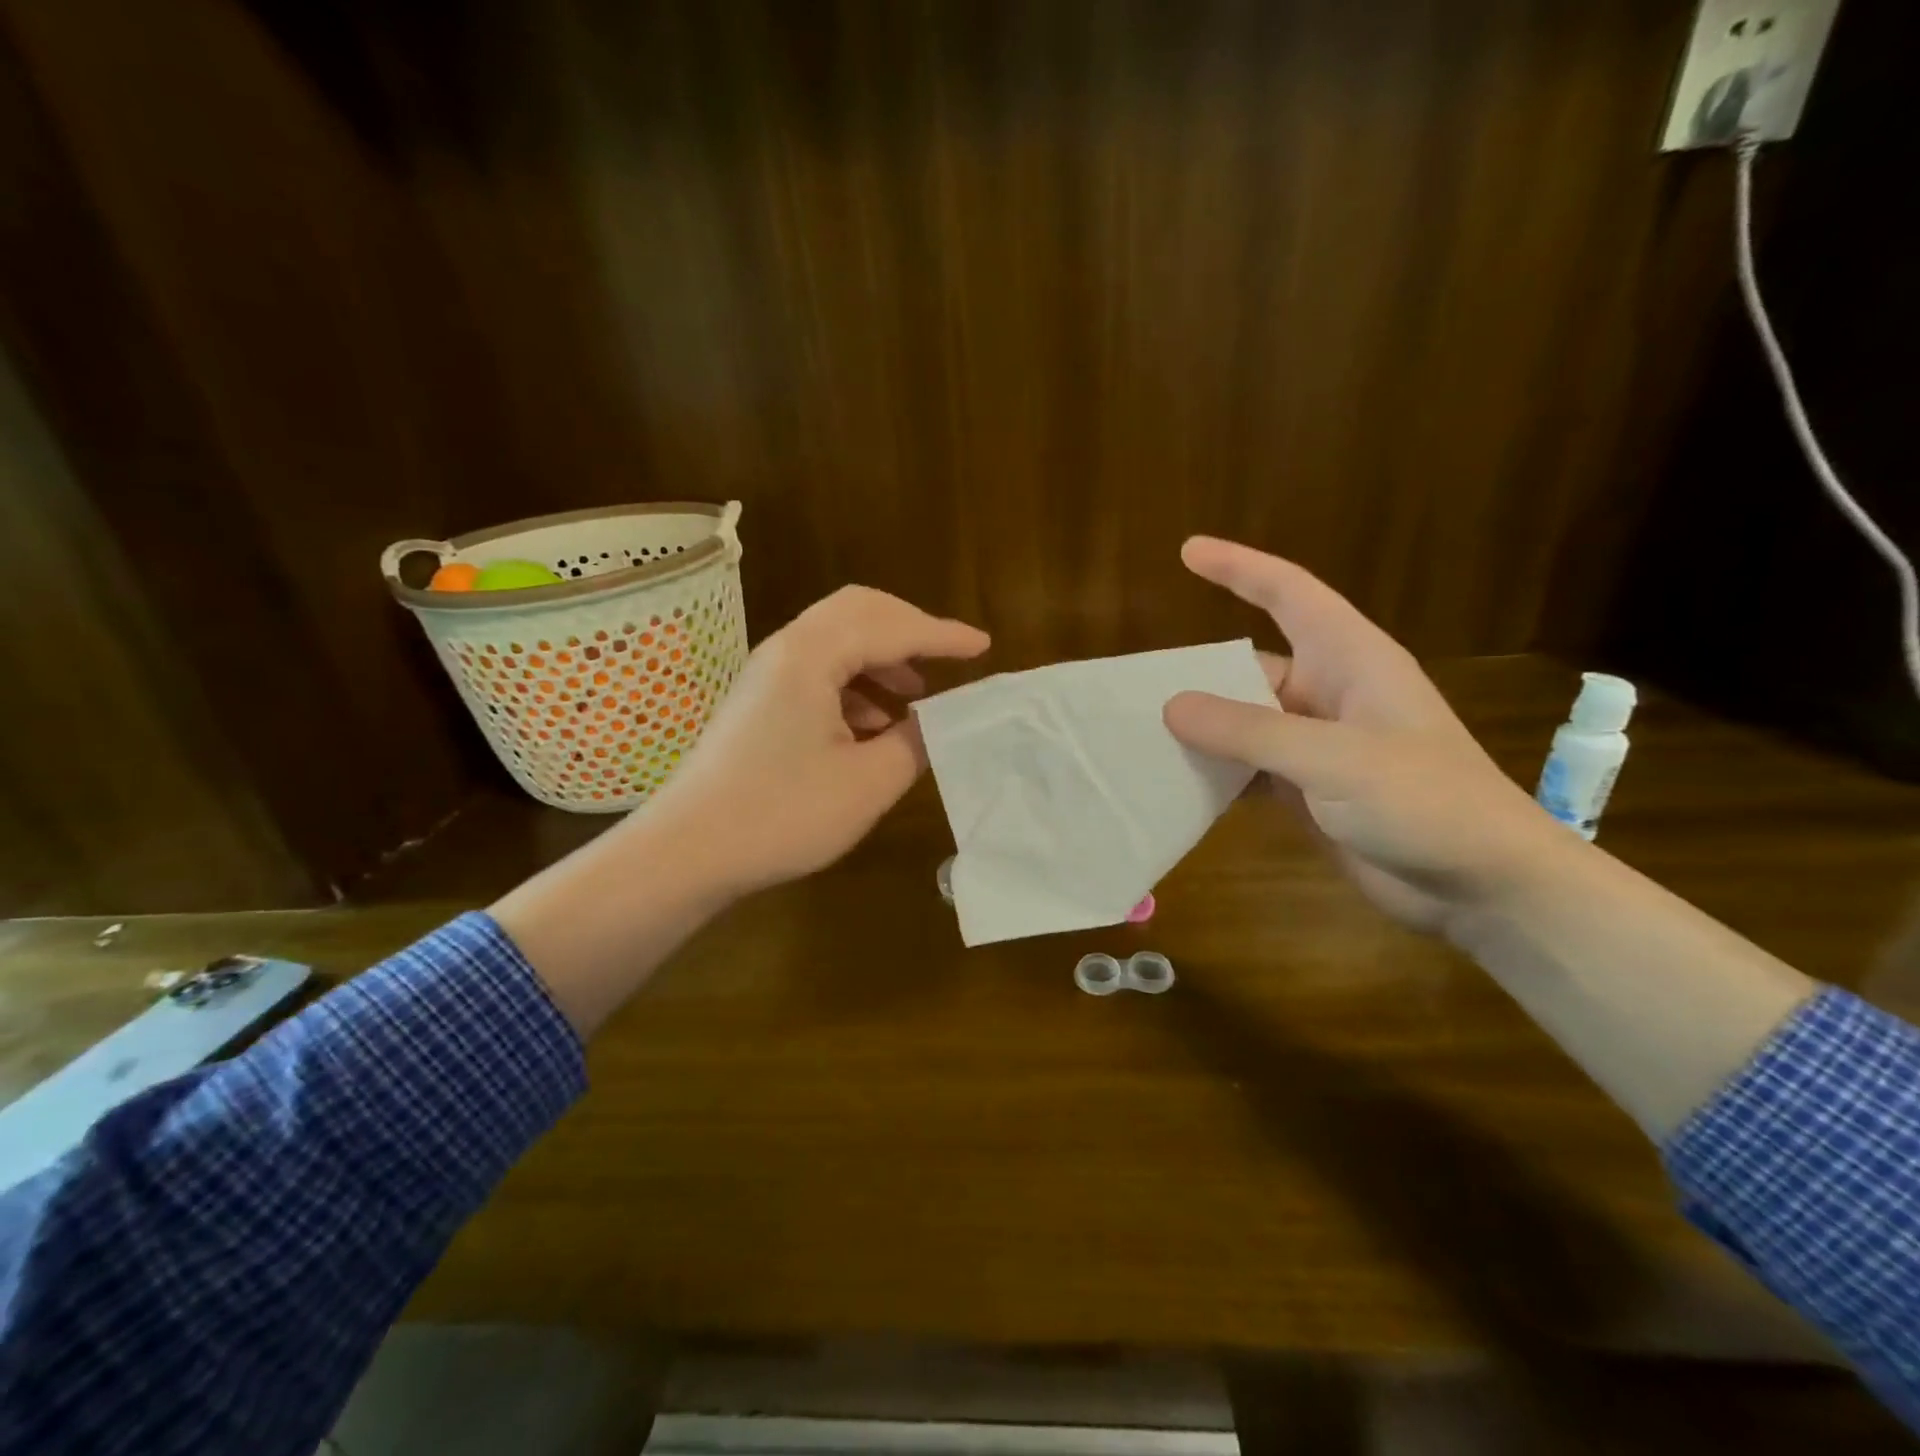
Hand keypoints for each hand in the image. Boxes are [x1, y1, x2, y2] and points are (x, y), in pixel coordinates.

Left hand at [641, 585, 990, 898]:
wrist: (689, 851)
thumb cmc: (783, 814)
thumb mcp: (868, 783)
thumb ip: (915, 743)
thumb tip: (938, 723)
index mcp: (813, 655)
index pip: (892, 627)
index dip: (943, 635)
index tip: (984, 647)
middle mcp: (787, 649)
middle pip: (859, 611)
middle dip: (909, 630)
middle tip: (948, 659)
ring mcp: (767, 674)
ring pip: (837, 641)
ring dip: (883, 659)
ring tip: (917, 700)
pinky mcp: (759, 701)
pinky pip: (818, 671)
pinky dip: (856, 684)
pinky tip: (874, 726)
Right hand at [1162, 537, 1564, 930]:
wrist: (1484, 887)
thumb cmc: (1426, 803)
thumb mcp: (1334, 760)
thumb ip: (1250, 731)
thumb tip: (1172, 705)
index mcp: (1351, 661)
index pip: (1289, 594)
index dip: (1239, 568)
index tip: (1187, 552)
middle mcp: (1331, 695)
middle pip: (1252, 667)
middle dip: (1200, 674)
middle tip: (1135, 687)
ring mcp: (1319, 746)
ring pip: (1246, 723)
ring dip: (1203, 729)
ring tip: (1141, 735)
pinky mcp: (1311, 791)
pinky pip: (1251, 769)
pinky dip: (1217, 773)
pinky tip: (1177, 783)